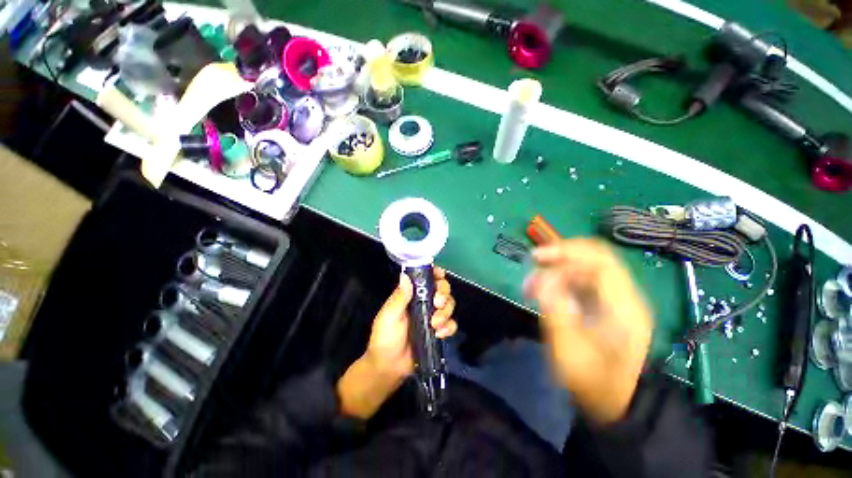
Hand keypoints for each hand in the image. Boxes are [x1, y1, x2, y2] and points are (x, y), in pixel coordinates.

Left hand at [337, 268, 456, 418]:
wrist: (389, 367)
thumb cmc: (385, 338)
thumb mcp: (389, 316)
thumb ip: (399, 297)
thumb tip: (405, 275)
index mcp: (411, 295)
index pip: (426, 278)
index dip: (435, 274)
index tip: (440, 275)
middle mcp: (424, 303)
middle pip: (442, 289)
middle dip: (443, 293)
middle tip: (437, 303)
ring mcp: (433, 317)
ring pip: (449, 305)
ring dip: (446, 312)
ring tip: (434, 324)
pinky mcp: (439, 331)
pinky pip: (451, 324)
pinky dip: (448, 327)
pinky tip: (439, 334)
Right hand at [524, 239, 652, 424]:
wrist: (615, 402)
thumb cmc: (593, 381)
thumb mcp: (569, 350)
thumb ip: (555, 311)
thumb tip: (541, 279)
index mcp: (624, 307)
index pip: (600, 261)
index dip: (567, 251)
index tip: (537, 256)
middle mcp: (625, 297)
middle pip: (594, 258)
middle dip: (560, 256)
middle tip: (533, 264)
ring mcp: (617, 300)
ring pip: (586, 268)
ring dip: (557, 269)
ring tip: (532, 286)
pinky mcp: (606, 304)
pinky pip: (582, 281)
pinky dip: (560, 280)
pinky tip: (544, 292)